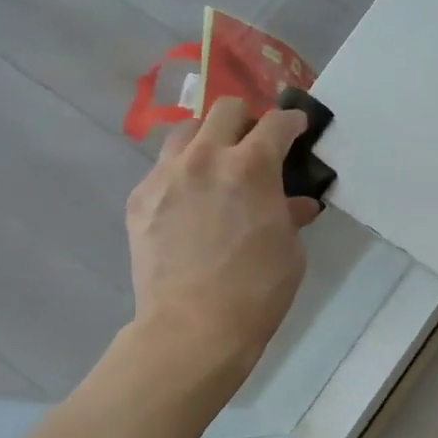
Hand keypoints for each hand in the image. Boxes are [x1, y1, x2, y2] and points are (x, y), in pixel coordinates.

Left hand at [124, 98, 321, 383]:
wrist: (194, 327)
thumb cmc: (257, 290)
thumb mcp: (290, 250)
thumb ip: (290, 215)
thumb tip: (295, 204)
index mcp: (251, 167)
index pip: (276, 123)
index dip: (292, 121)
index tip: (297, 127)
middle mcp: (206, 158)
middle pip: (226, 110)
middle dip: (247, 119)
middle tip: (255, 143)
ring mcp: (166, 175)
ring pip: (186, 132)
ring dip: (208, 140)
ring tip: (216, 166)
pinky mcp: (140, 199)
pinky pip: (163, 169)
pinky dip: (182, 174)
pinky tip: (190, 202)